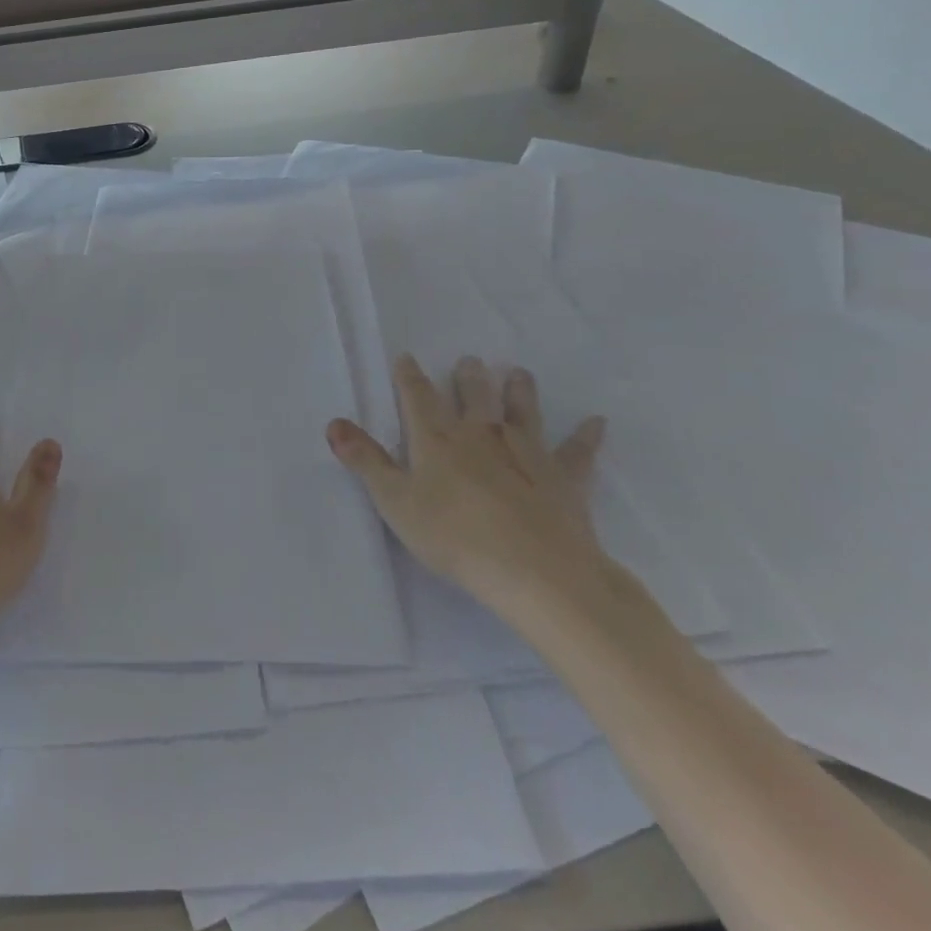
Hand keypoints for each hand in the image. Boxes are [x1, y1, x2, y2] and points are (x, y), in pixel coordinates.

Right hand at [328, 355, 609, 615]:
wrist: (535, 572)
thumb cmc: (454, 537)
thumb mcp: (396, 502)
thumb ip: (366, 461)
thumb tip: (333, 422)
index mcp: (437, 440)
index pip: (418, 399)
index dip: (409, 378)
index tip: (406, 358)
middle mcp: (481, 436)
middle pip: (473, 398)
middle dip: (468, 378)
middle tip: (470, 360)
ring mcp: (526, 454)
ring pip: (521, 414)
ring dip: (519, 392)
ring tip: (519, 373)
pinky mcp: (563, 481)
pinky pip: (577, 454)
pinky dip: (586, 437)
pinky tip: (597, 422)